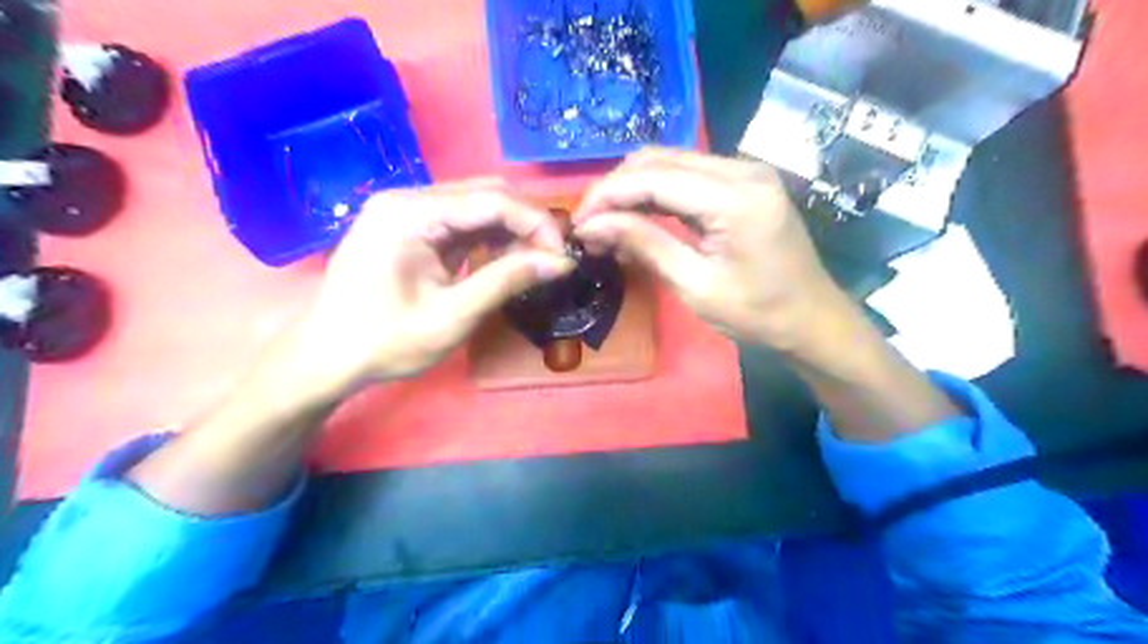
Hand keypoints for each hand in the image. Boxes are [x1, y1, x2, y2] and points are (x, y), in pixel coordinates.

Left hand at [280, 177, 574, 397]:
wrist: (326, 357)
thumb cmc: (385, 342)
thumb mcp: (452, 317)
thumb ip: (507, 281)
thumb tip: (561, 262)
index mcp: (410, 213)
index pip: (491, 200)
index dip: (536, 224)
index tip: (565, 256)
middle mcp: (407, 198)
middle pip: (485, 194)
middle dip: (526, 224)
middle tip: (552, 261)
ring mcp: (405, 210)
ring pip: (476, 206)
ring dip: (510, 231)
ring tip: (532, 264)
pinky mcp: (409, 225)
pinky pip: (460, 222)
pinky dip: (488, 239)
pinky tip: (503, 261)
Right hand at [574, 145, 850, 352]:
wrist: (813, 319)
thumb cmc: (758, 314)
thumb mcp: (695, 286)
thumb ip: (645, 245)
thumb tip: (592, 226)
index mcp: (736, 198)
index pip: (654, 178)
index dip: (608, 195)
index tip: (576, 222)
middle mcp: (742, 169)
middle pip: (660, 159)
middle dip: (616, 188)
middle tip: (588, 224)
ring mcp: (745, 171)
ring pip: (671, 161)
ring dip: (633, 187)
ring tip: (606, 222)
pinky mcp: (744, 181)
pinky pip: (689, 174)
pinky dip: (656, 192)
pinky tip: (637, 215)